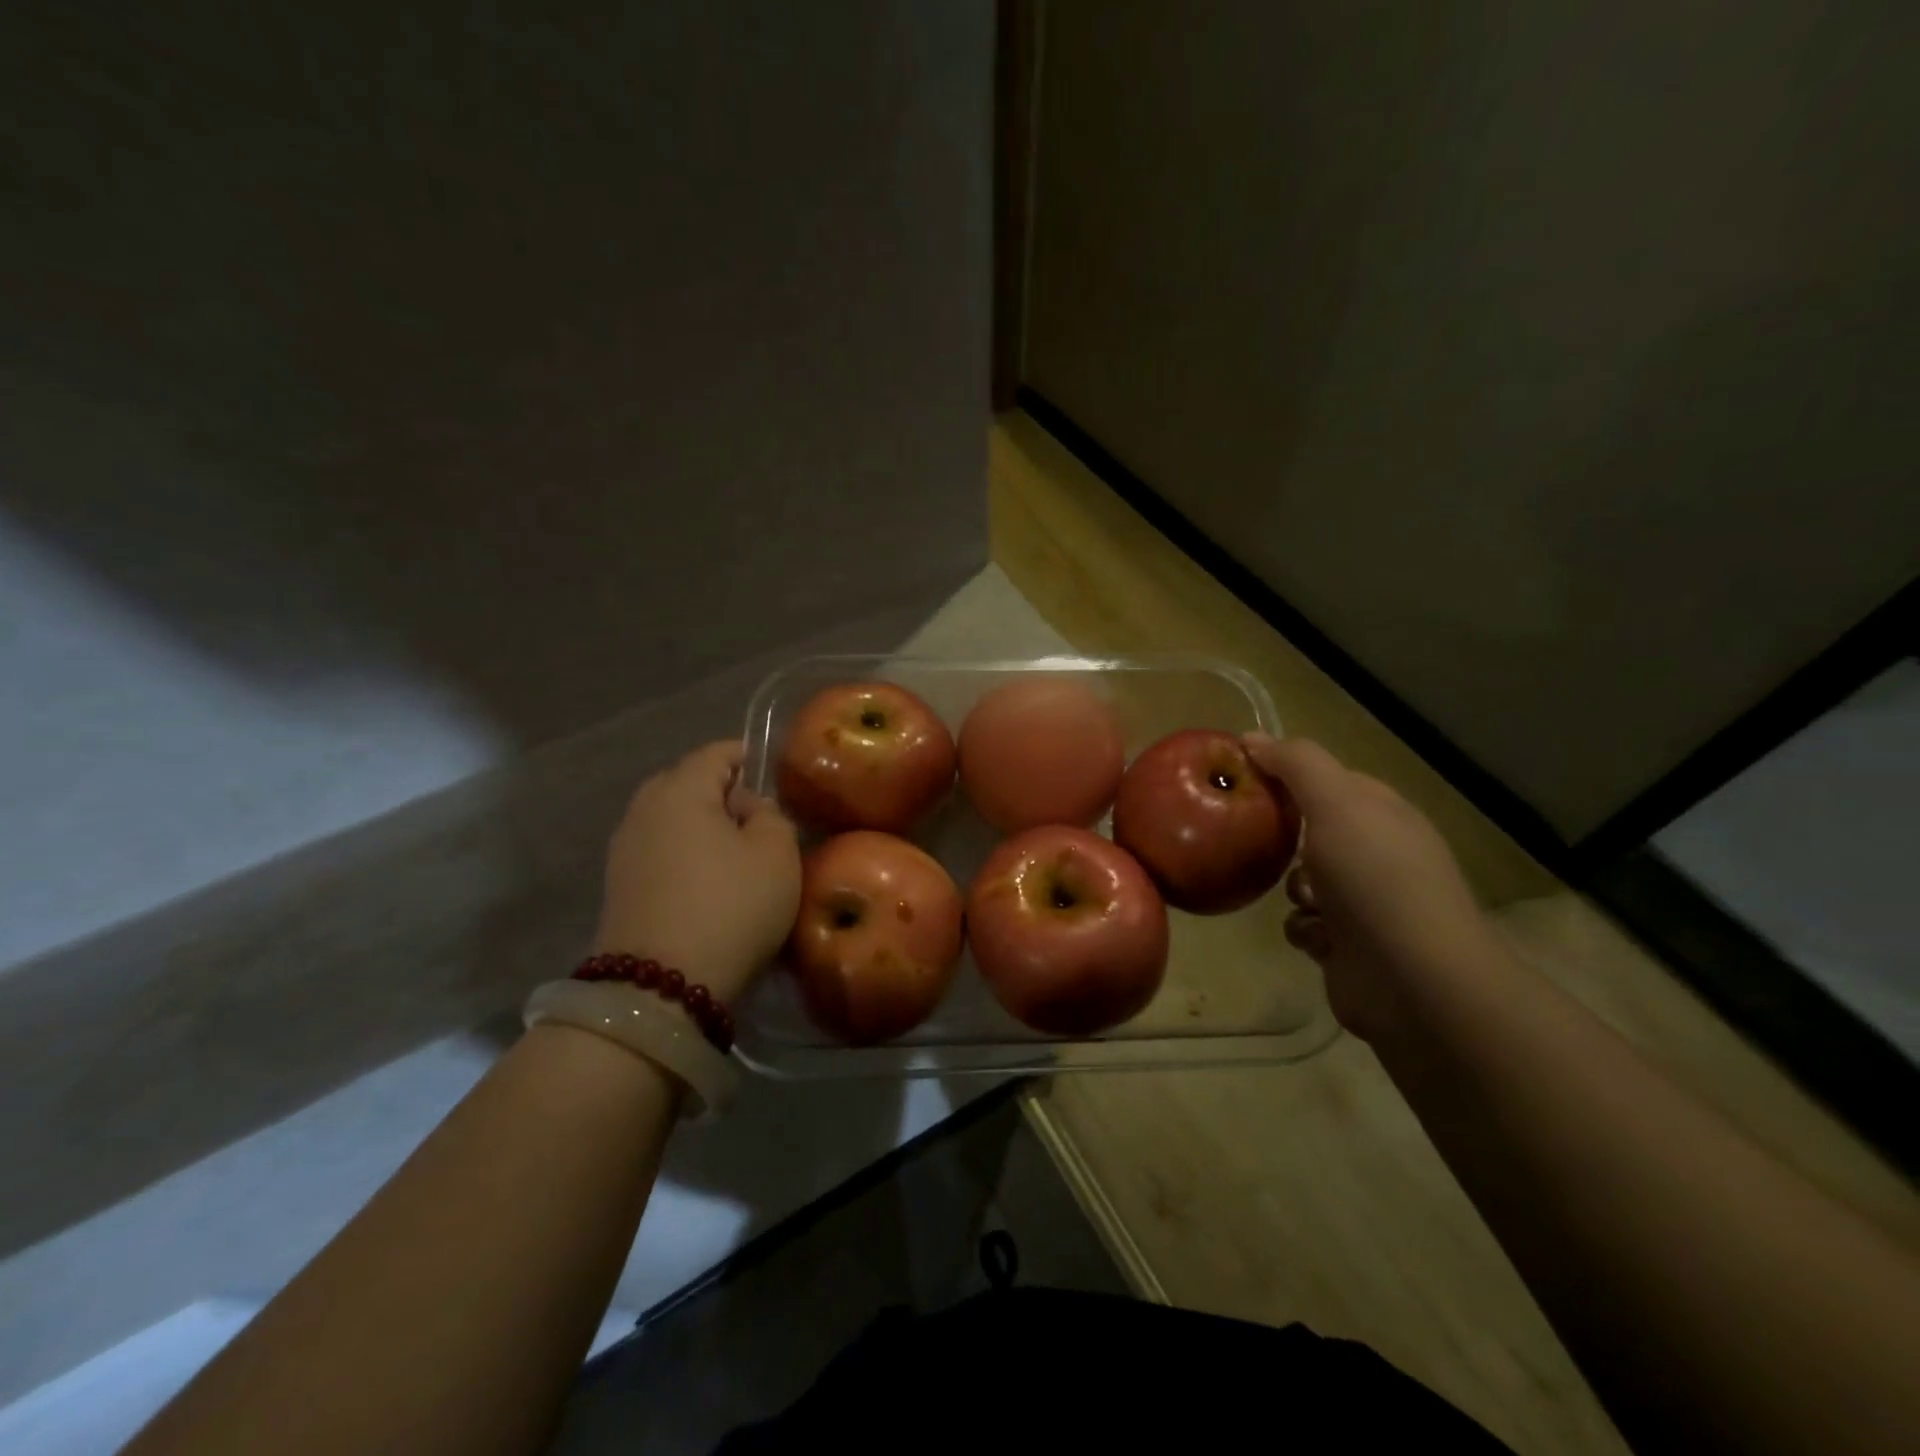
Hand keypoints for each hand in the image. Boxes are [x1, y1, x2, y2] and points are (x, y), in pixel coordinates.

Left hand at [593, 740, 801, 1005]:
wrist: (659, 987)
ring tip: (735, 855)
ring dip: (702, 827)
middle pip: (687, 782)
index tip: (774, 776)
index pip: (716, 752)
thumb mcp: (776, 854)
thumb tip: (747, 808)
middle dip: (723, 793)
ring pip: (671, 819)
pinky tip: (707, 883)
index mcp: (680, 789)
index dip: (748, 757)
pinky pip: (660, 851)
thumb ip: (771, 815)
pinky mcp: (618, 886)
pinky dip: (684, 855)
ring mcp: (624, 849)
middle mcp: (643, 809)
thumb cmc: (730, 906)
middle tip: (758, 821)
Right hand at [1242, 734, 1498, 1041]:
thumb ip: (1296, 764)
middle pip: (1312, 830)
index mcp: (1383, 814)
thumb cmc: (1375, 879)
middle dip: (1284, 837)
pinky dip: (1302, 928)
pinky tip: (1312, 935)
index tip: (1243, 779)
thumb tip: (1252, 737)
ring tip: (1301, 897)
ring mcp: (1367, 902)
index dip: (1287, 775)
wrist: (1414, 980)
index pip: (1328, 780)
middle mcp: (1378, 854)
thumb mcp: (1336, 803)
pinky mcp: (1349, 945)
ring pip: (1303, 879)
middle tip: (1256, 837)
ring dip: (1292, 888)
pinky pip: (1305, 923)